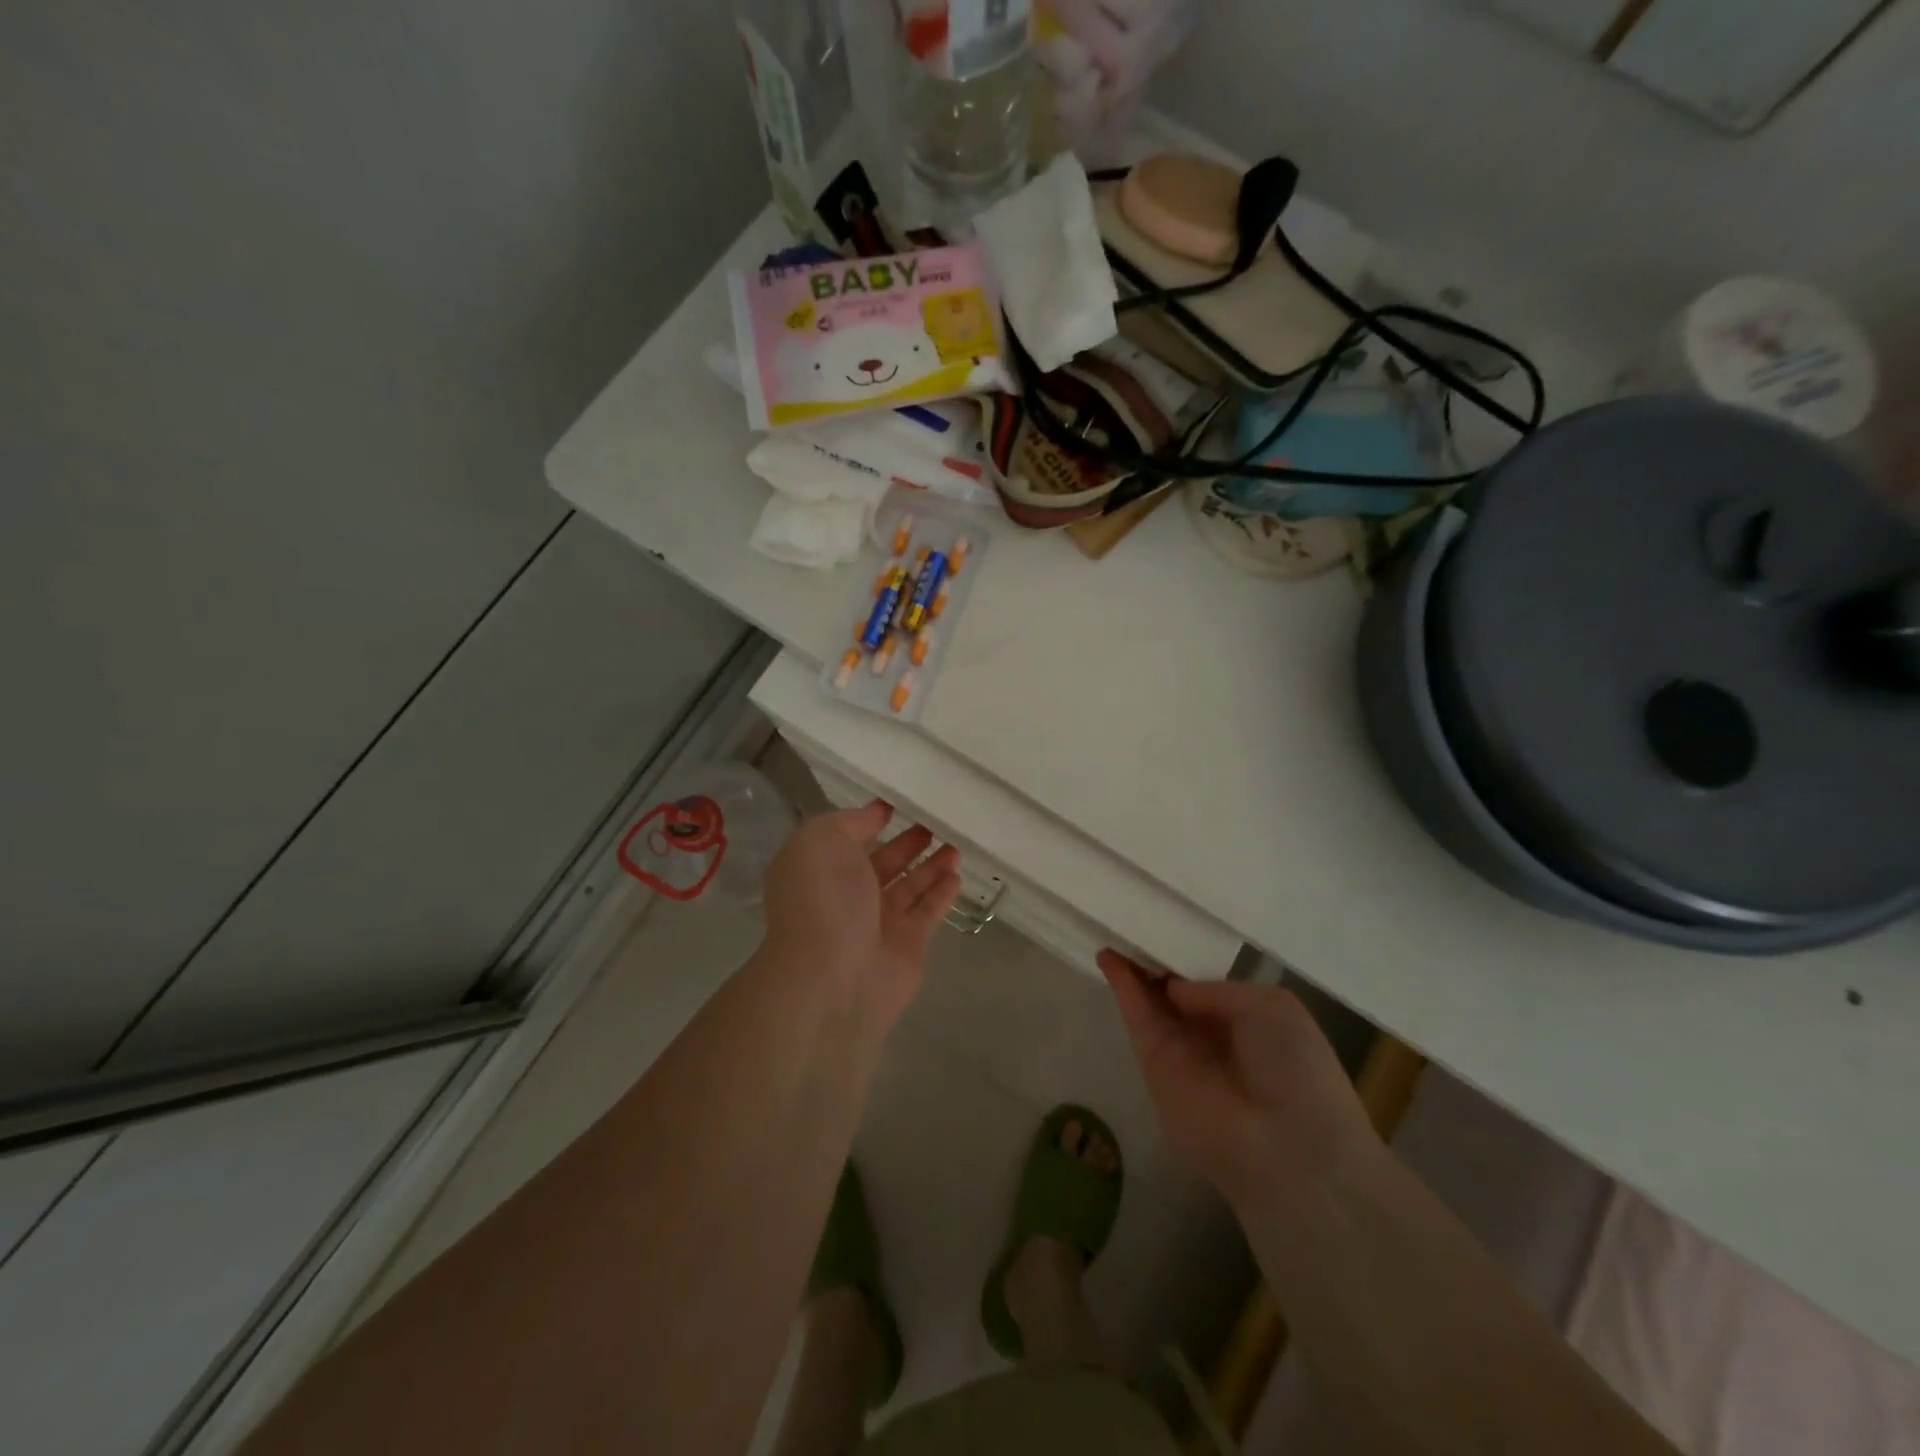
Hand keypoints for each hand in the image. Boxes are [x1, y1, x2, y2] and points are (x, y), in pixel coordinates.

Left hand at [762, 801, 962, 1032]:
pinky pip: (928, 912)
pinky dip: (942, 893)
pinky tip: (957, 874)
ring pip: (909, 887)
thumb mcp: (822, 840)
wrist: (832, 978)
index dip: (870, 820)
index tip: (898, 803)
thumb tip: (876, 814)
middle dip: (906, 843)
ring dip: (930, 865)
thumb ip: (851, 822)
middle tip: (935, 822)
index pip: (847, 838)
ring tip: (955, 844)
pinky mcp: (907, 945)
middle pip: (881, 863)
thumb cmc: (823, 899)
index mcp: (819, 869)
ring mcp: (877, 923)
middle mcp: (846, 896)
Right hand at [1100, 951, 1376, 1217]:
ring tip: (1112, 924)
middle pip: (1172, 989)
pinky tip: (1108, 954)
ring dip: (1131, 966)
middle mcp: (1210, 1033)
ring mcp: (1179, 1049)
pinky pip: (1136, 1016)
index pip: (1206, 983)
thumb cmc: (1296, 1070)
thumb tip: (1175, 988)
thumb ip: (1216, 989)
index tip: (1165, 924)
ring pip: (1149, 1000)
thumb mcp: (1272, 1007)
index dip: (1185, 957)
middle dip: (1153, 957)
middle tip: (1130, 918)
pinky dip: (1121, 985)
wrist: (1286, 1147)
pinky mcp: (1152, 1063)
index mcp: (1247, 1020)